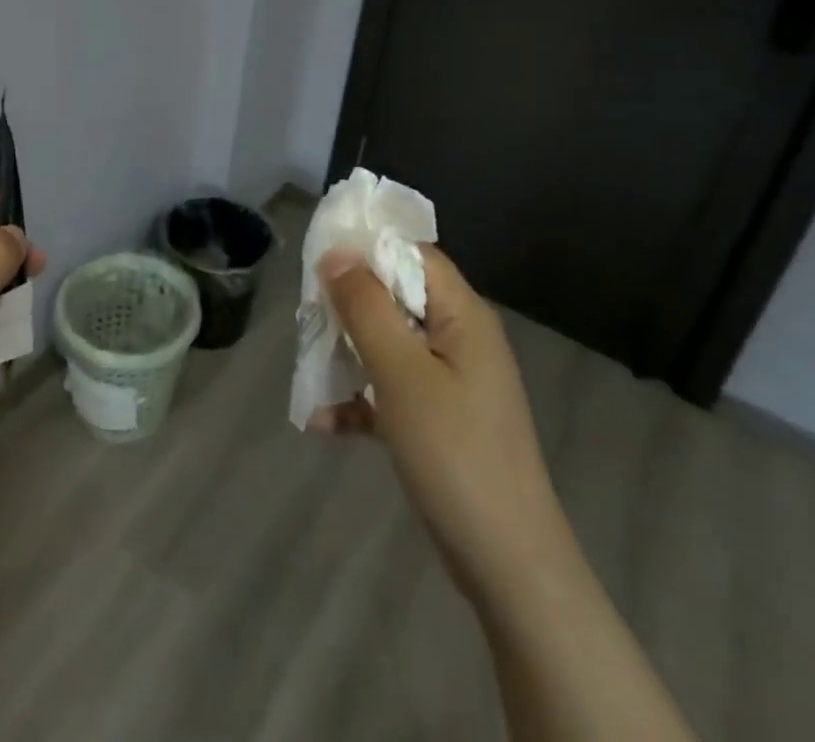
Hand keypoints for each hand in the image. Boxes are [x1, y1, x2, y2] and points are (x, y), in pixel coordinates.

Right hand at [312, 245, 558, 603]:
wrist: (507, 565)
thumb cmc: (454, 453)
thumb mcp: (401, 373)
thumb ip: (367, 307)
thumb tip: (338, 252)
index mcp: (462, 314)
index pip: (411, 253)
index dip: (365, 248)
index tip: (317, 260)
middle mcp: (459, 337)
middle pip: (395, 296)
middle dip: (348, 306)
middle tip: (307, 321)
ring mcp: (451, 380)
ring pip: (388, 343)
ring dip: (347, 354)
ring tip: (308, 371)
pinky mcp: (440, 419)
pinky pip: (392, 388)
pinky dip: (360, 399)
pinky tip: (323, 422)